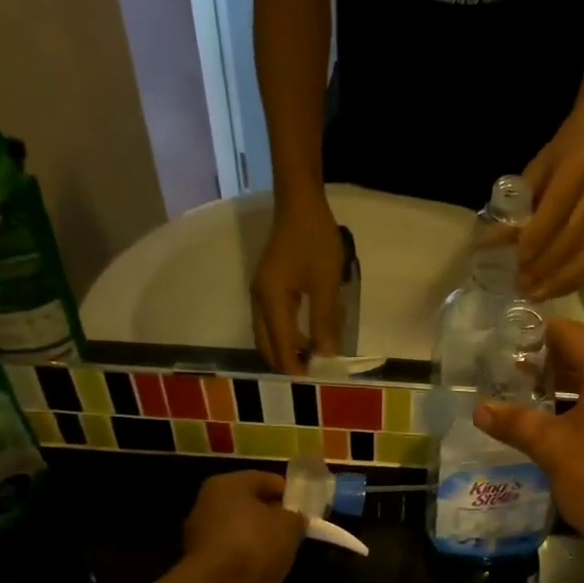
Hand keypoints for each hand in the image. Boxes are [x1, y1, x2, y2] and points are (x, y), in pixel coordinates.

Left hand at [182, 471, 305, 582]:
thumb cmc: (256, 544)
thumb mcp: (290, 525)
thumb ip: (296, 516)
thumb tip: (294, 518)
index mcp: (227, 484)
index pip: (265, 479)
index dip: (289, 492)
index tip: (305, 508)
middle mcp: (208, 503)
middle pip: (249, 505)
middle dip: (272, 516)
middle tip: (294, 530)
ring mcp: (200, 533)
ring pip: (239, 529)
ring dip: (259, 538)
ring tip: (282, 552)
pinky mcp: (199, 561)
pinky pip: (232, 552)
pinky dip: (247, 558)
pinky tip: (263, 569)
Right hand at [251, 196, 343, 373]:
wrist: (300, 203)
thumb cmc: (315, 240)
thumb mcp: (325, 283)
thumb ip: (325, 321)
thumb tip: (326, 355)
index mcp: (270, 301)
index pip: (280, 345)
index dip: (296, 366)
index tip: (315, 379)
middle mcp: (258, 300)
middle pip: (267, 344)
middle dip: (287, 361)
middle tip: (313, 371)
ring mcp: (260, 293)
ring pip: (267, 333)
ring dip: (287, 348)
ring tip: (313, 356)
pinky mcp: (267, 286)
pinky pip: (272, 320)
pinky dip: (286, 334)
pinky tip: (307, 335)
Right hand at [472, 320, 583, 557]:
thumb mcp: (550, 447)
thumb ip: (514, 423)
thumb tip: (479, 409)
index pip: (571, 334)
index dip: (537, 333)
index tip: (505, 341)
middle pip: (583, 356)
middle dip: (545, 362)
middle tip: (506, 370)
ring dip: (559, 386)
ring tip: (520, 394)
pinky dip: (575, 406)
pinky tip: (548, 424)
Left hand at [518, 122, 583, 299]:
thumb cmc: (561, 153)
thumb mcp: (537, 169)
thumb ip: (519, 204)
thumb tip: (492, 239)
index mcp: (578, 171)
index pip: (556, 210)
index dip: (537, 238)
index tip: (518, 259)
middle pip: (572, 239)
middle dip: (545, 266)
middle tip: (520, 285)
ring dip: (560, 280)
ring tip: (535, 295)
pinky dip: (573, 280)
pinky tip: (553, 291)